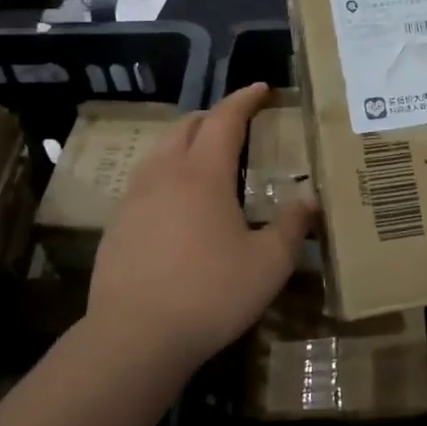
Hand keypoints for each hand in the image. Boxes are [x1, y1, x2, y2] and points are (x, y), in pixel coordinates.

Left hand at [87, 85, 315, 369]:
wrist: (135, 336)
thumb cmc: (211, 293)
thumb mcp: (269, 263)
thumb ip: (293, 226)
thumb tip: (310, 200)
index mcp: (203, 173)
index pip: (224, 119)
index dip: (244, 100)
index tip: (261, 89)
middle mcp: (164, 174)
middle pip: (186, 127)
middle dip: (213, 117)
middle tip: (237, 125)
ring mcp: (134, 199)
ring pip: (159, 152)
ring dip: (185, 143)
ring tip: (207, 159)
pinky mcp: (116, 225)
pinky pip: (144, 182)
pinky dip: (167, 174)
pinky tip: (178, 204)